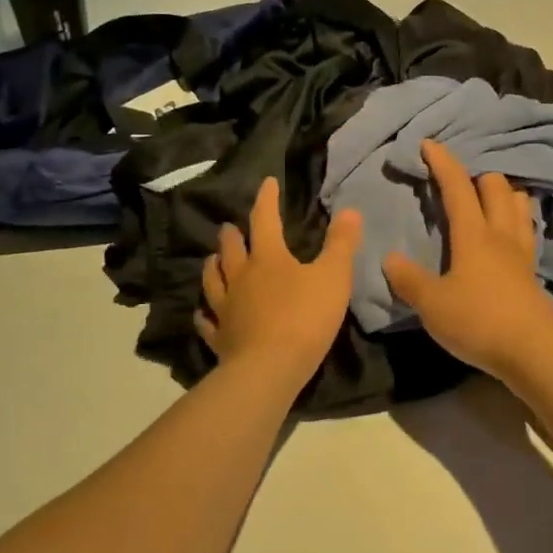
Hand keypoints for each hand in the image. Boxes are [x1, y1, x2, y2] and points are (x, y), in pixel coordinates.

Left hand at [198, 178, 361, 392]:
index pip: (265, 219)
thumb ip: (341, 244)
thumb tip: (349, 210)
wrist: (270, 370)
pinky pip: (207, 322)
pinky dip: (204, 315)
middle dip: (232, 234)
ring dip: (213, 266)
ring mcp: (226, 308)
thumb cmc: (304, 318)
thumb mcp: (333, 277)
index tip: (267, 183)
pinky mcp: (220, 338)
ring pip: (213, 280)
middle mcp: (240, 277)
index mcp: (267, 257)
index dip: (267, 199)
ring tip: (212, 259)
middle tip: (229, 226)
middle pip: (232, 249)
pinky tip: (202, 314)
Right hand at [383, 141, 552, 381]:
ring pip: (518, 204)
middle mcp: (500, 233)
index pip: (457, 186)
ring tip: (487, 198)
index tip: (429, 143)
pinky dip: (515, 219)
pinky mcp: (532, 272)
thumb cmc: (479, 321)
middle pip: (496, 186)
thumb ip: (409, 280)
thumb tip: (391, 258)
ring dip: (503, 193)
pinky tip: (507, 232)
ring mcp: (521, 251)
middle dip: (477, 174)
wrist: (534, 352)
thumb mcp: (432, 305)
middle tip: (459, 179)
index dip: (442, 162)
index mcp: (473, 233)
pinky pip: (525, 230)